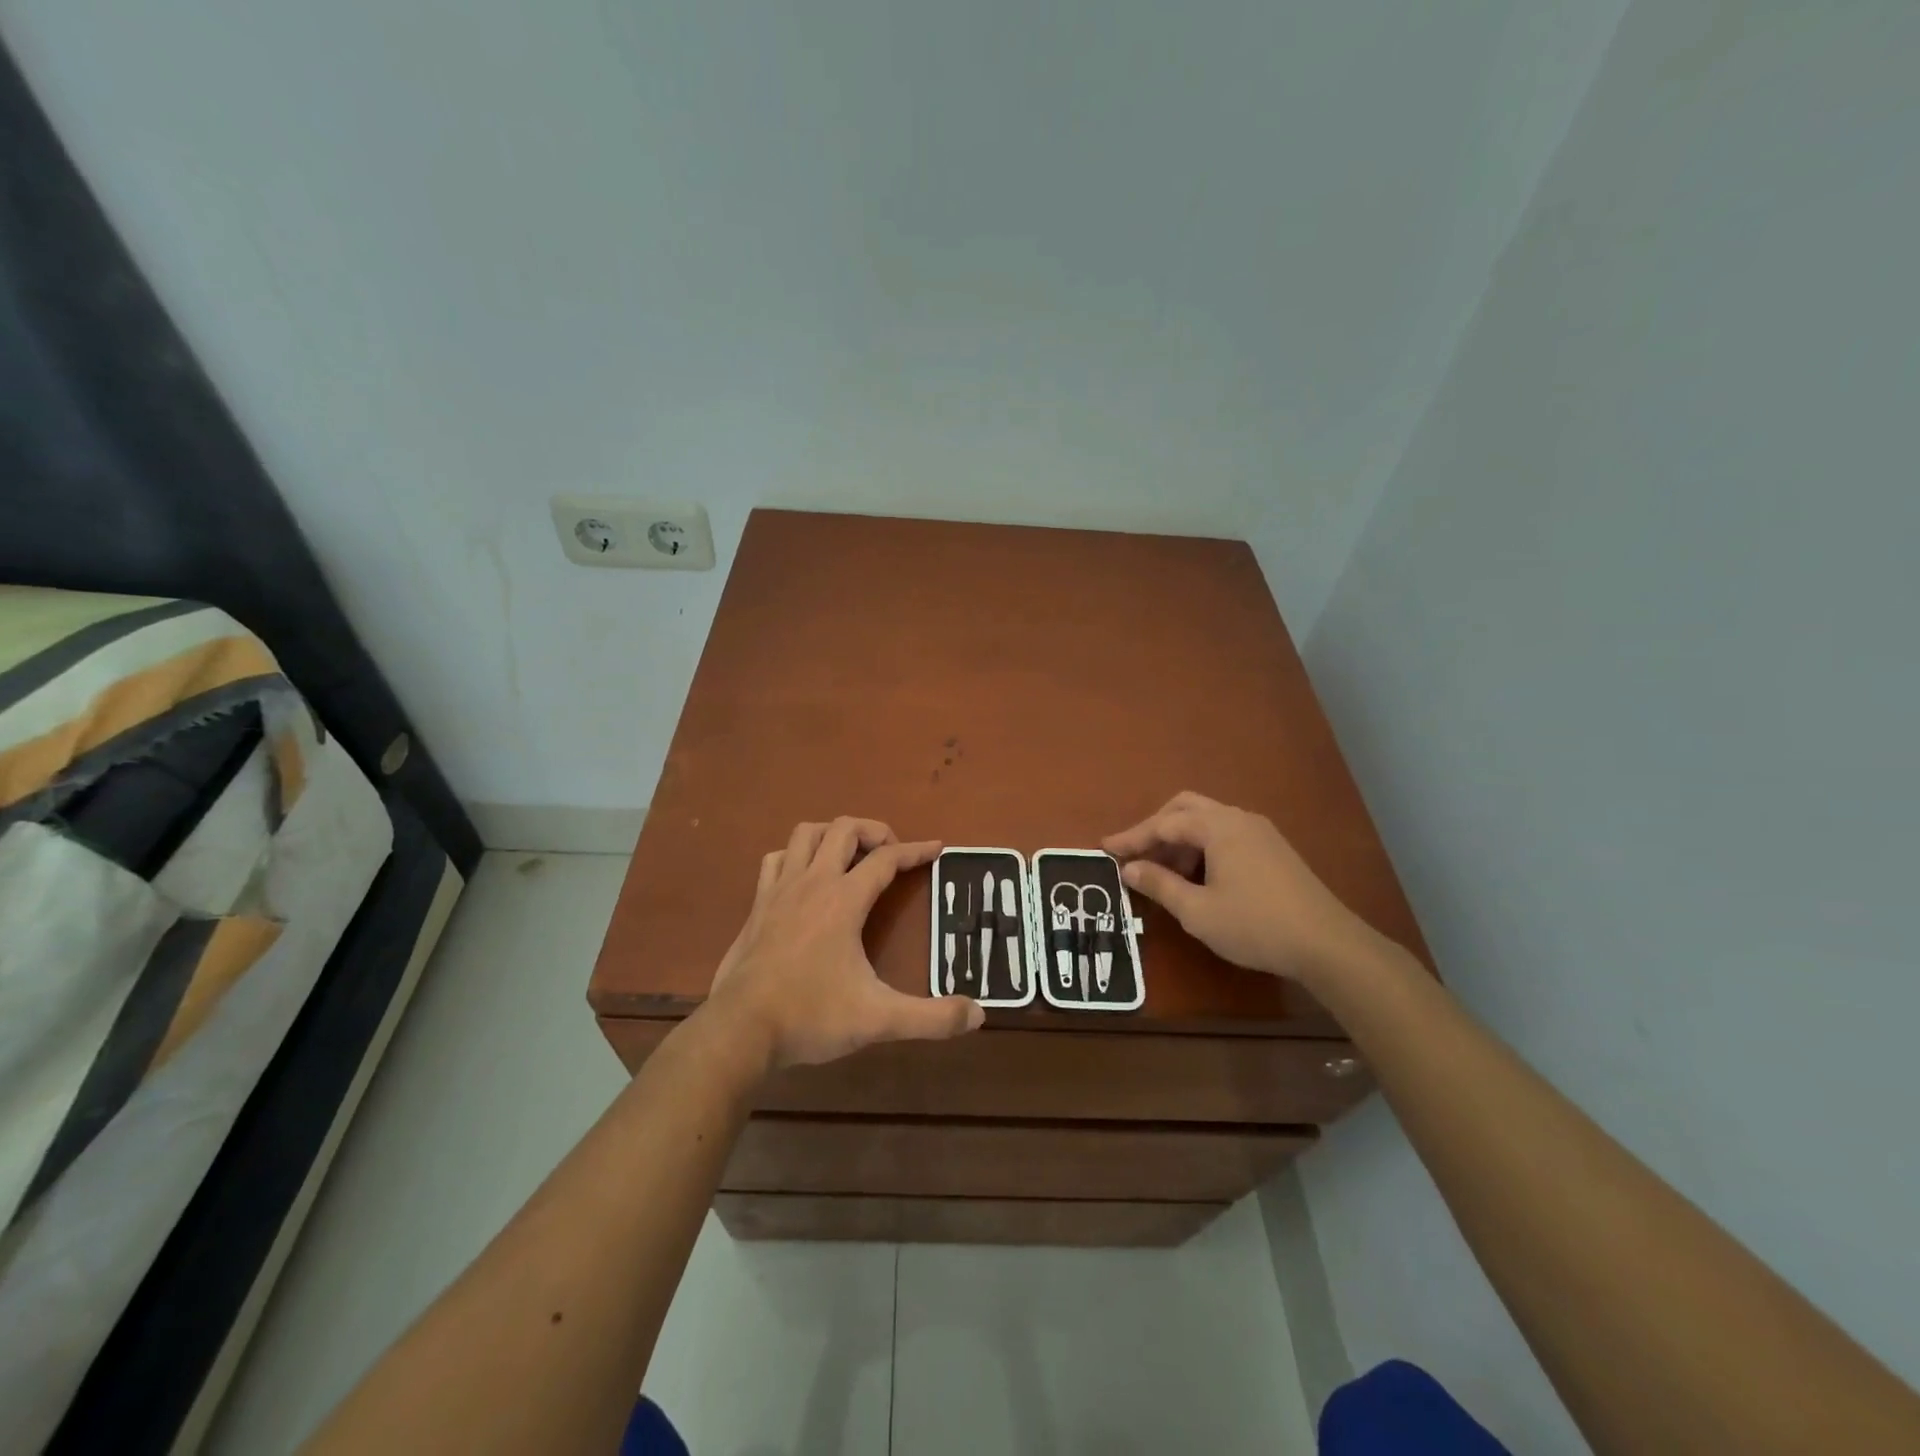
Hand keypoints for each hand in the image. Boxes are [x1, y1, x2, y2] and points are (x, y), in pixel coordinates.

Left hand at [705, 817, 982, 1070]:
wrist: (740, 1030)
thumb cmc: (811, 1016)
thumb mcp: (879, 1019)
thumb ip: (931, 1018)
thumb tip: (978, 1015)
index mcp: (843, 900)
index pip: (887, 859)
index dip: (916, 850)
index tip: (938, 848)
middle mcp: (812, 883)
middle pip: (844, 829)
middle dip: (875, 831)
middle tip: (893, 853)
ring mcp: (780, 890)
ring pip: (806, 834)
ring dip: (833, 834)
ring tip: (851, 855)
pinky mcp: (758, 906)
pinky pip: (776, 860)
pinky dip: (795, 856)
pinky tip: (804, 877)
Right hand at [1103, 791, 1379, 986]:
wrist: (1328, 945)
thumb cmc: (1255, 925)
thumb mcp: (1197, 911)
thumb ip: (1159, 885)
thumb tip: (1129, 868)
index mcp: (1218, 826)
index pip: (1164, 823)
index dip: (1132, 837)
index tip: (1105, 849)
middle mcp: (1239, 819)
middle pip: (1186, 808)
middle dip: (1156, 828)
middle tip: (1134, 854)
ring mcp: (1261, 832)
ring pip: (1208, 821)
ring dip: (1180, 841)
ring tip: (1164, 875)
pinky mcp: (1274, 850)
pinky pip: (1226, 835)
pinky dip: (1202, 848)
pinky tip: (1198, 878)